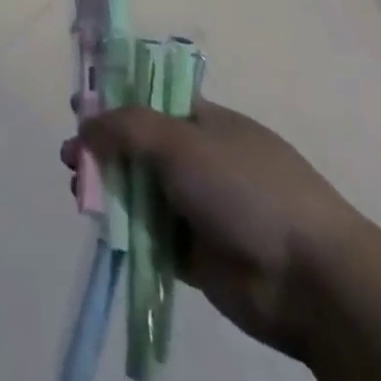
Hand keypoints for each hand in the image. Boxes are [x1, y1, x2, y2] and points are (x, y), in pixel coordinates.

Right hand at [65, 101, 368, 356]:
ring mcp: (199, 208)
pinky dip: (124, 229)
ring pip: (140, 190)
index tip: (78, 107)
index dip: (114, 100)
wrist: (310, 279)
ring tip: (77, 189)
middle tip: (70, 158)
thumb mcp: (180, 140)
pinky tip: (99, 225)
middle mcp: (200, 160)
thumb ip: (125, 127)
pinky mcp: (196, 255)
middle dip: (101, 148)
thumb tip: (84, 123)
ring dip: (107, 188)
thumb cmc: (245, 188)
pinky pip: (150, 235)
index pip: (151, 100)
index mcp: (206, 122)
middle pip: (139, 147)